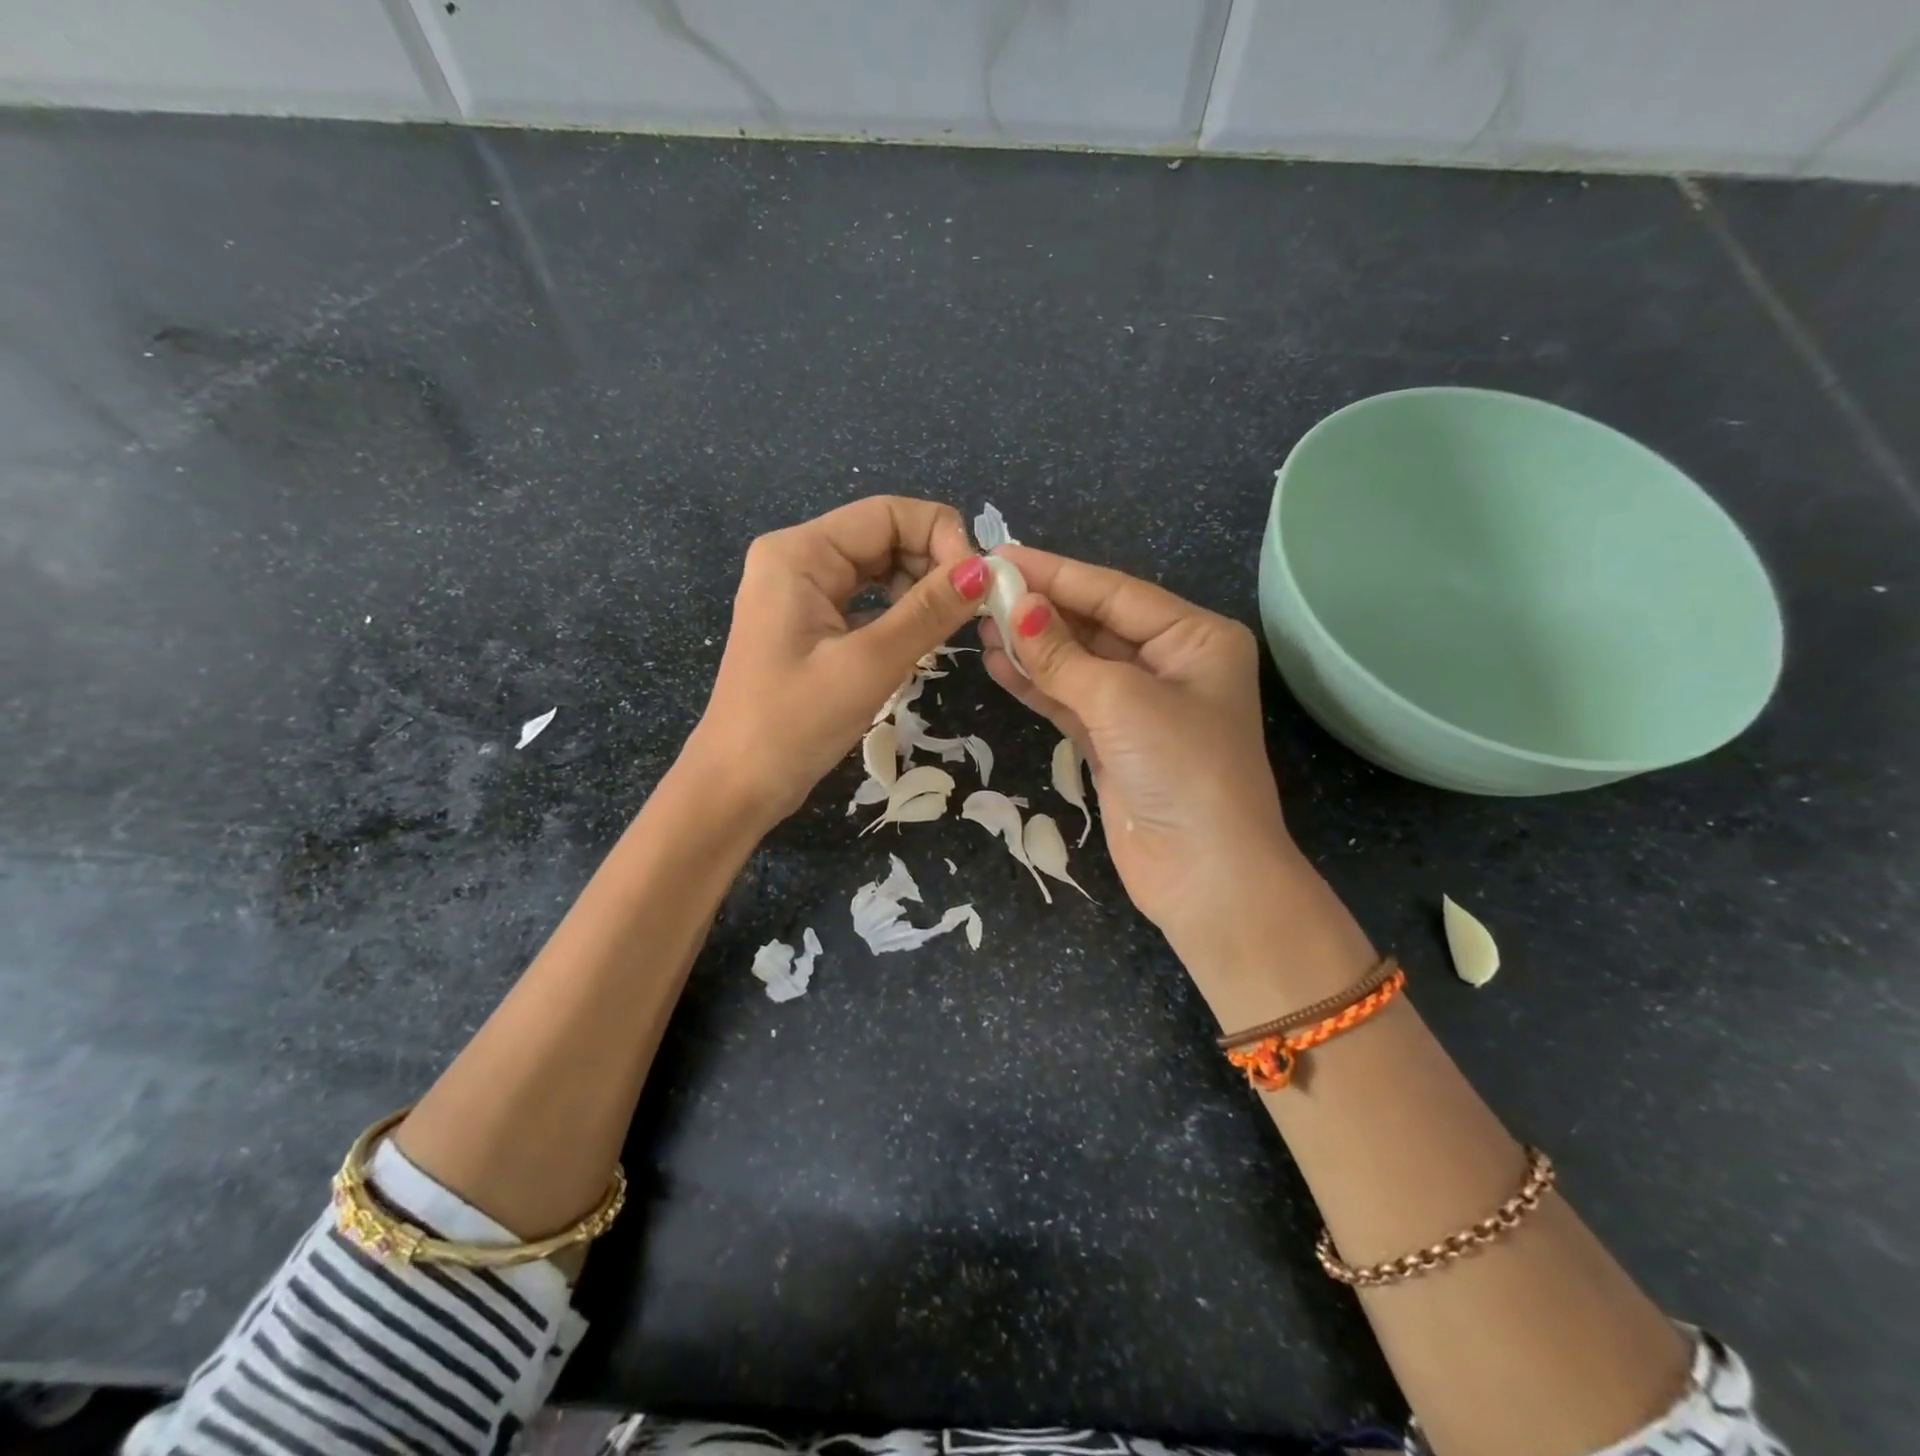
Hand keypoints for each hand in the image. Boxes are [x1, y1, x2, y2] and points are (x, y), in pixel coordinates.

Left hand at [688, 496, 990, 828]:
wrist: (736, 786)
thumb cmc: (793, 724)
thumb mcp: (868, 665)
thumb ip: (927, 613)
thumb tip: (984, 571)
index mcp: (800, 553)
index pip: (888, 513)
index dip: (941, 537)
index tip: (979, 584)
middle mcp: (798, 560)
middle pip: (884, 537)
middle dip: (932, 565)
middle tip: (971, 610)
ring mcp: (800, 593)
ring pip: (878, 571)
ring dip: (918, 592)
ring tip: (947, 629)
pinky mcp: (808, 625)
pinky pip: (865, 602)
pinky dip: (897, 615)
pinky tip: (918, 641)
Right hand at [979, 545, 1303, 964]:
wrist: (1204, 874)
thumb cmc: (1179, 768)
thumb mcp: (1120, 699)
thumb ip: (1062, 653)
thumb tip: (1014, 607)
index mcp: (1195, 638)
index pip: (1115, 592)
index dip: (1056, 573)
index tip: (1000, 555)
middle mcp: (1172, 665)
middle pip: (1095, 624)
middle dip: (1040, 610)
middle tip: (980, 590)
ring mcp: (1141, 707)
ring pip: (1078, 664)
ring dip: (1031, 647)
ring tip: (978, 625)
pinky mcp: (1114, 743)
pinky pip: (1070, 701)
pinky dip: (1036, 686)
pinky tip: (997, 665)